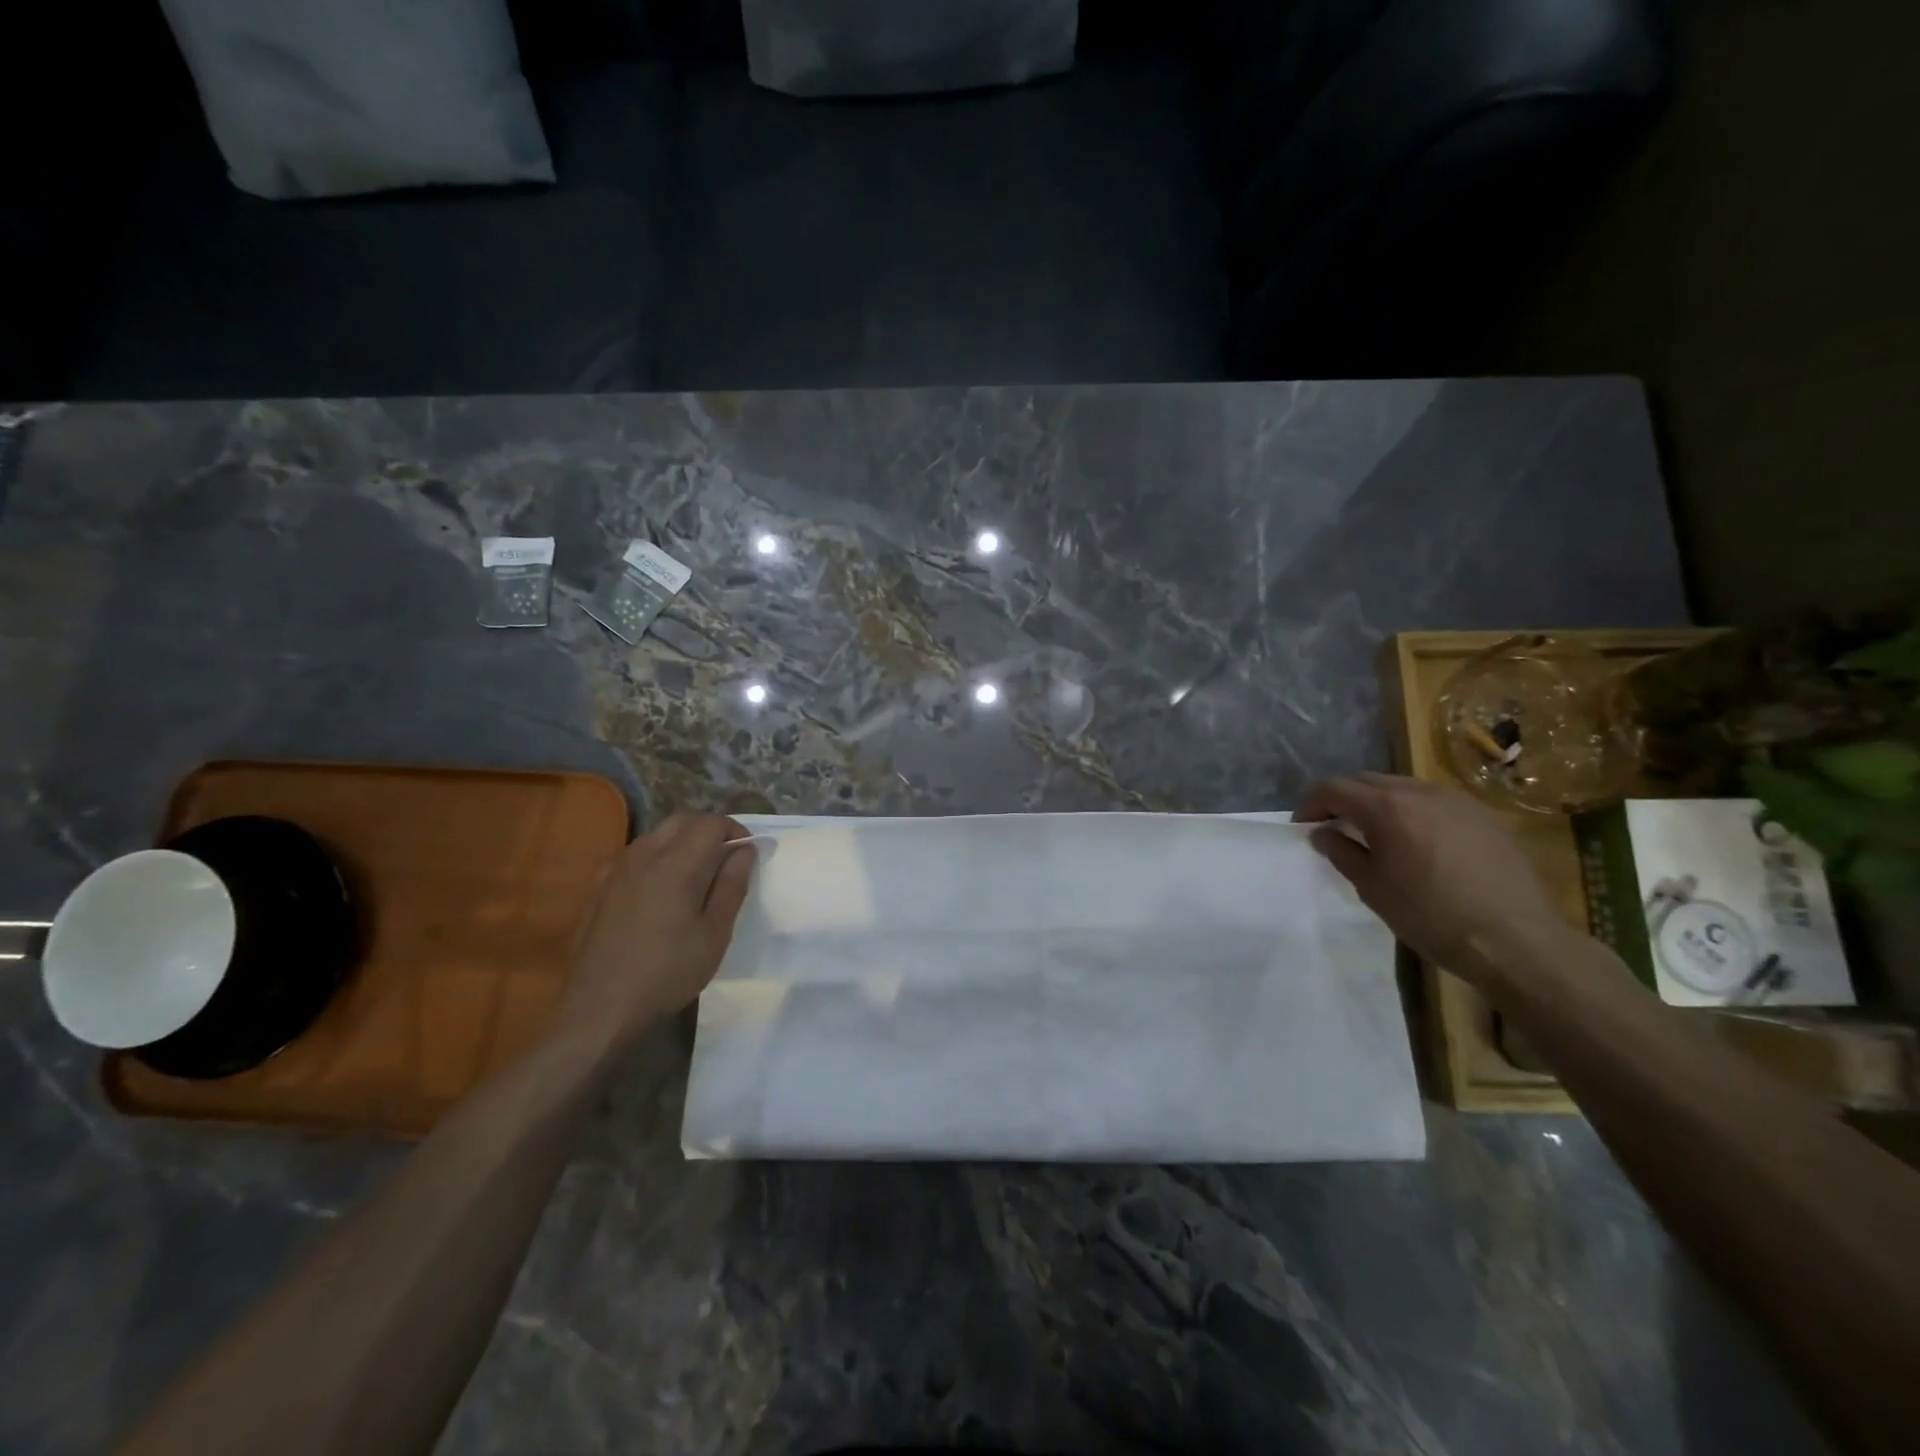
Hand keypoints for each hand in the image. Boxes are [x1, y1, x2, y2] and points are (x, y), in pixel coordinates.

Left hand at [558, 813, 756, 1048]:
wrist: (599, 1009)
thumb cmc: (667, 973)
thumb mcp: (714, 935)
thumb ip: (732, 886)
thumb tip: (745, 851)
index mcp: (676, 864)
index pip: (711, 823)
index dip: (735, 830)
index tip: (747, 853)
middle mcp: (644, 855)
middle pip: (682, 821)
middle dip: (708, 830)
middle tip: (725, 859)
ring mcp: (616, 870)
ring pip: (656, 835)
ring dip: (681, 842)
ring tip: (695, 875)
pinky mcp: (598, 888)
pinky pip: (633, 856)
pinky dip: (655, 858)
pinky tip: (658, 890)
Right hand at [1297, 773, 1570, 980]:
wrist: (1515, 940)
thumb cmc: (1430, 916)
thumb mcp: (1373, 888)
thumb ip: (1342, 852)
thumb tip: (1323, 833)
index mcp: (1387, 806)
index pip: (1334, 788)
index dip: (1311, 804)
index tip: (1302, 825)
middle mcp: (1421, 792)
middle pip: (1368, 781)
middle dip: (1344, 798)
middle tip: (1333, 825)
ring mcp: (1458, 801)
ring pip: (1405, 788)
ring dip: (1380, 803)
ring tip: (1375, 833)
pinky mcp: (1486, 817)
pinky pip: (1437, 803)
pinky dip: (1415, 813)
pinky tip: (1419, 843)